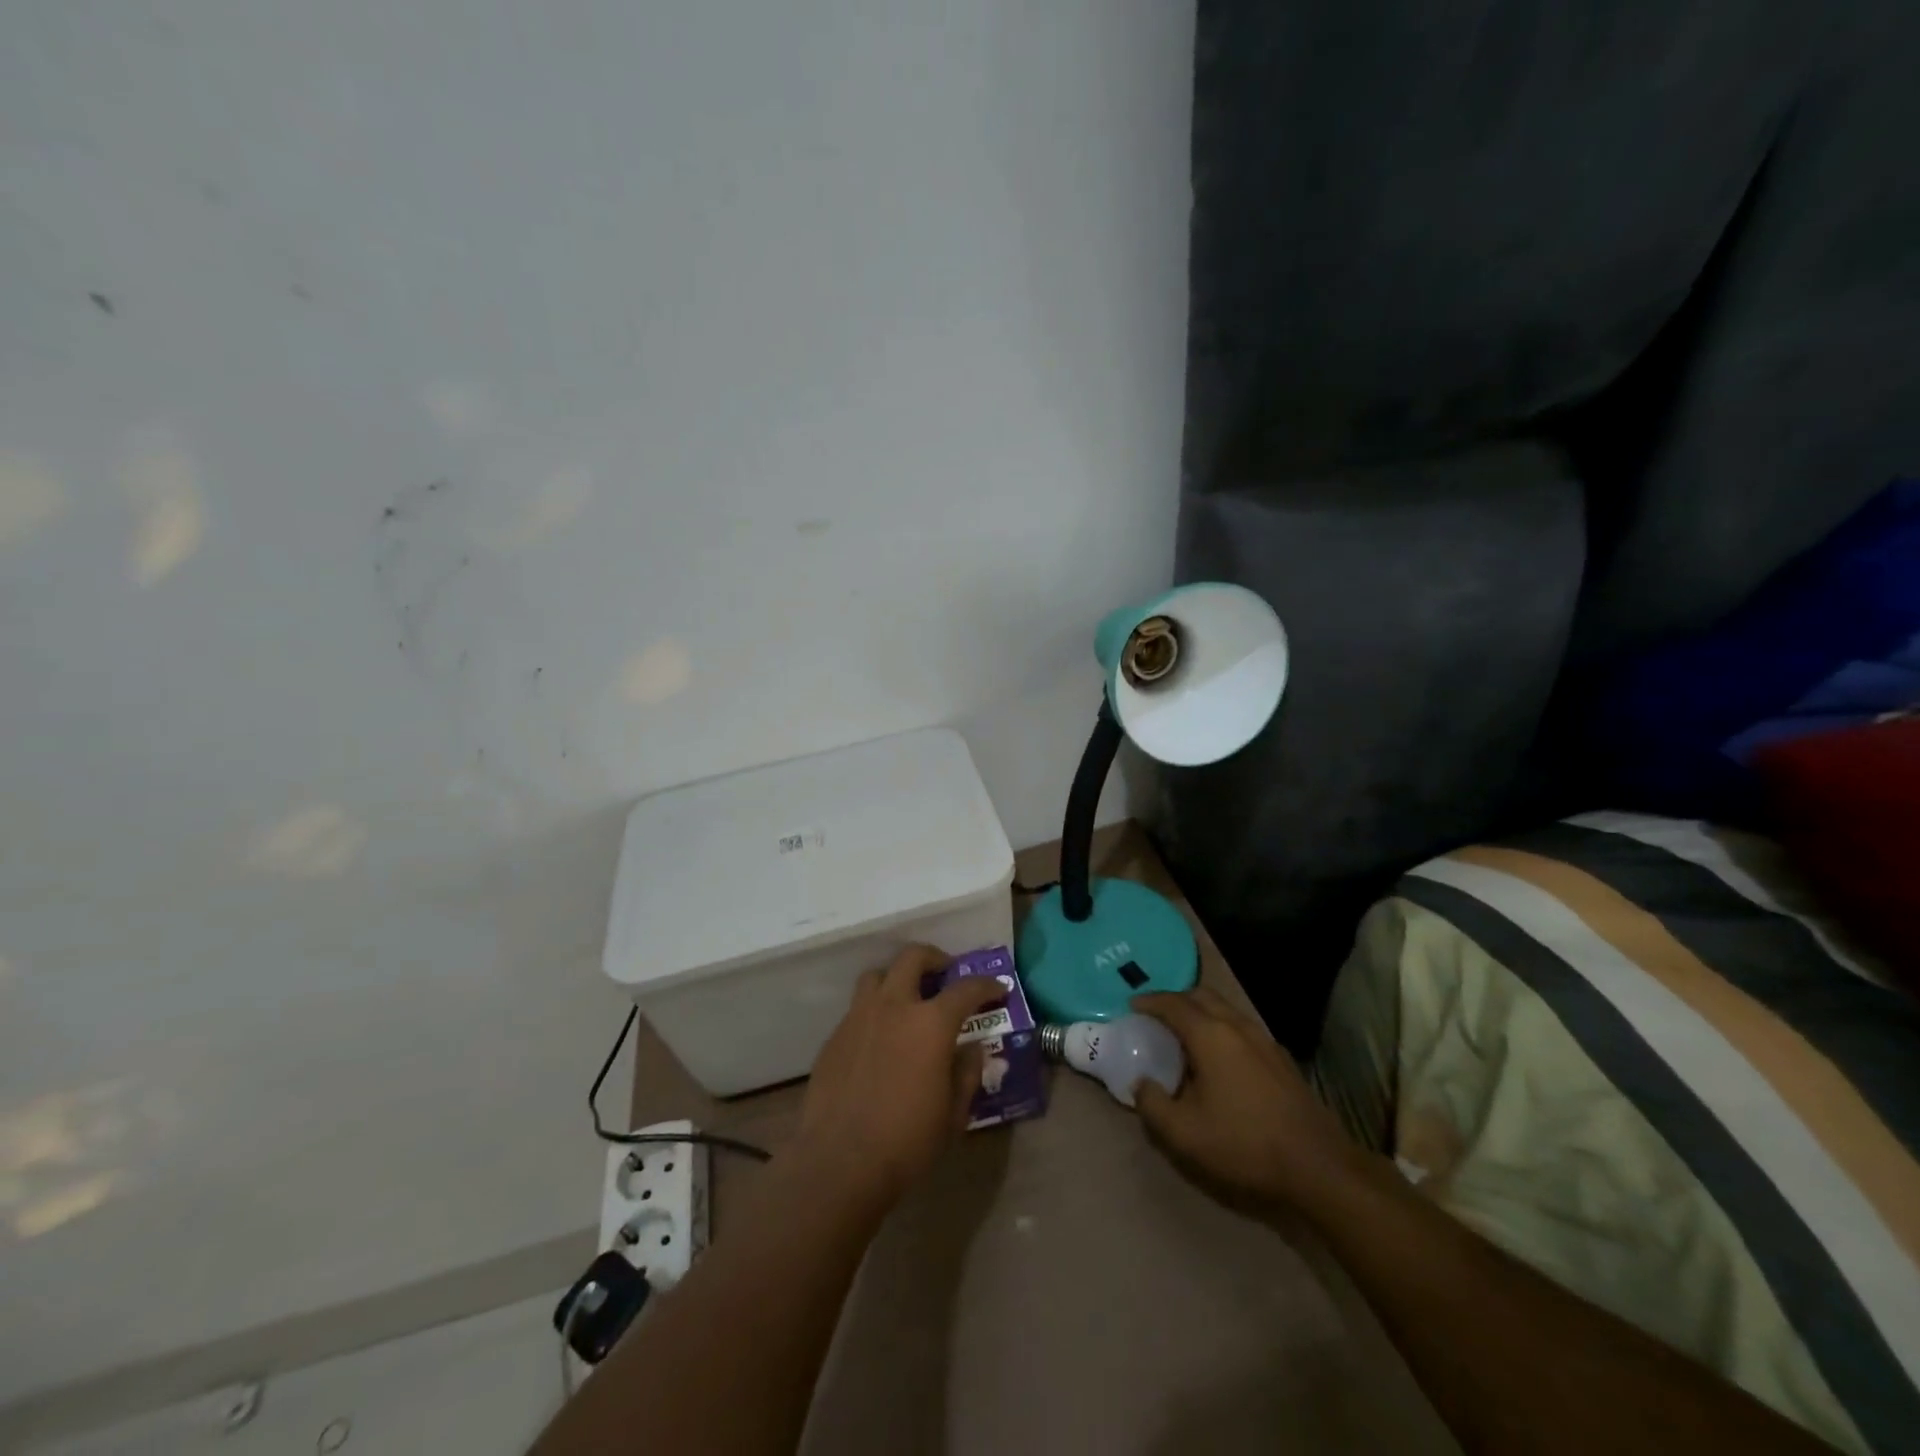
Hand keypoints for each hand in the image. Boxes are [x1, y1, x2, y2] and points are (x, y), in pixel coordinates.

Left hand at [793, 945, 1004, 1208]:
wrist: (839, 1162)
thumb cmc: (907, 1141)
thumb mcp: (953, 1114)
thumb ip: (967, 1074)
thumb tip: (972, 1049)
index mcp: (931, 1023)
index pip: (966, 989)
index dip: (987, 986)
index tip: (998, 990)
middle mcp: (894, 1006)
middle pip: (913, 958)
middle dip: (934, 958)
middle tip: (945, 973)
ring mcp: (859, 1017)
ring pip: (878, 975)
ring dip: (897, 978)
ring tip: (907, 999)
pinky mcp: (835, 1036)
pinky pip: (857, 1008)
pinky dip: (874, 1011)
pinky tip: (880, 1038)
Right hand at [1131, 988, 1366, 1210]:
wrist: (1318, 1167)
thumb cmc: (1244, 1144)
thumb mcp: (1184, 1133)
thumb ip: (1152, 1104)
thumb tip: (1140, 1083)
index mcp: (1210, 1035)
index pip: (1173, 1003)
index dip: (1149, 1001)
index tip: (1132, 1006)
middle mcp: (1237, 1026)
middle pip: (1201, 996)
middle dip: (1175, 1000)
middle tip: (1156, 1016)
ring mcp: (1264, 1040)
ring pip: (1225, 1010)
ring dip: (1201, 1013)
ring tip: (1184, 1035)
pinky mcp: (1281, 1059)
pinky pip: (1242, 1028)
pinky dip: (1221, 1029)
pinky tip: (1219, 1058)